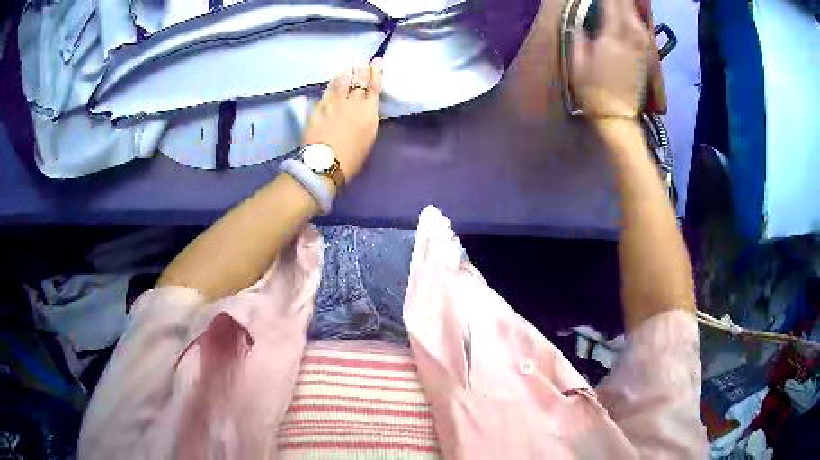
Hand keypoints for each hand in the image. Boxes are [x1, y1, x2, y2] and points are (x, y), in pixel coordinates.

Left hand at [302, 59, 382, 182]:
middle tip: (363, 63)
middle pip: (358, 81)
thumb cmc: (351, 158)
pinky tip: (333, 80)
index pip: (374, 87)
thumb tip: (366, 108)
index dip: (376, 73)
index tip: (377, 62)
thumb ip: (368, 119)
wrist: (325, 162)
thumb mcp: (368, 137)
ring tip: (349, 68)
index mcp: (368, 112)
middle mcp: (352, 102)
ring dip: (347, 73)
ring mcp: (334, 103)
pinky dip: (332, 83)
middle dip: (362, 70)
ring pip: (342, 82)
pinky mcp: (319, 107)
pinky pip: (327, 91)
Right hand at [570, 0, 650, 118]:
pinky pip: (642, 27)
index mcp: (613, 34)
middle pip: (627, 4)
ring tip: (617, 5)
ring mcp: (643, 45)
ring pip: (636, 14)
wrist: (619, 116)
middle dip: (619, 0)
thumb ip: (579, 36)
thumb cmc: (594, 90)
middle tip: (608, 0)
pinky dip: (635, 18)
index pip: (611, 1)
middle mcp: (632, 35)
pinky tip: (629, 17)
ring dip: (627, 6)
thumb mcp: (577, 62)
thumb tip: (581, 22)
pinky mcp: (648, 54)